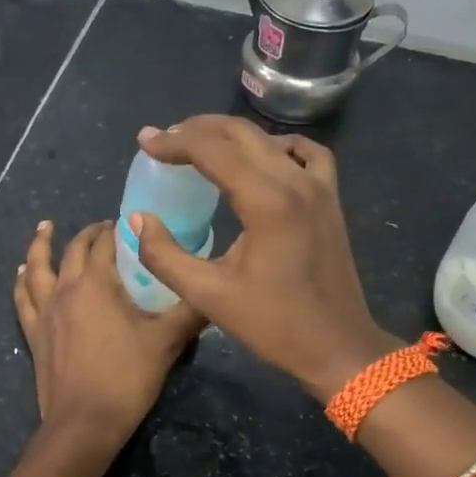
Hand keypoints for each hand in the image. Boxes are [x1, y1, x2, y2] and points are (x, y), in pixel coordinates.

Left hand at [14, 219, 205, 443]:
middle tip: (104, 227)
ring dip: (41, 245)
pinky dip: (22, 281)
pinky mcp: (34, 334)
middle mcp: (66, 289)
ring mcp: (45, 312)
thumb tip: (215, 292)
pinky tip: (23, 273)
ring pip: (37, 268)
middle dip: (89, 234)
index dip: (118, 230)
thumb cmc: (127, 378)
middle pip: (74, 250)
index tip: (131, 223)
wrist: (85, 423)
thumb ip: (192, 312)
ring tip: (45, 227)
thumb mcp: (167, 342)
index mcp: (96, 284)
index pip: (106, 244)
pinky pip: (23, 299)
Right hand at [130, 117, 395, 400]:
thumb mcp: (209, 296)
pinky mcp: (331, 199)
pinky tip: (262, 158)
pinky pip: (306, 153)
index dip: (173, 142)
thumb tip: (137, 219)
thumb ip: (165, 255)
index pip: (212, 150)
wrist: (338, 346)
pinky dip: (278, 146)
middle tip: (164, 141)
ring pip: (270, 139)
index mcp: (266, 202)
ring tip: (200, 146)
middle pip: (240, 134)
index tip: (144, 142)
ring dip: (231, 135)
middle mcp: (295, 182)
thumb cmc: (274, 325)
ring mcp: (319, 187)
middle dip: (197, 130)